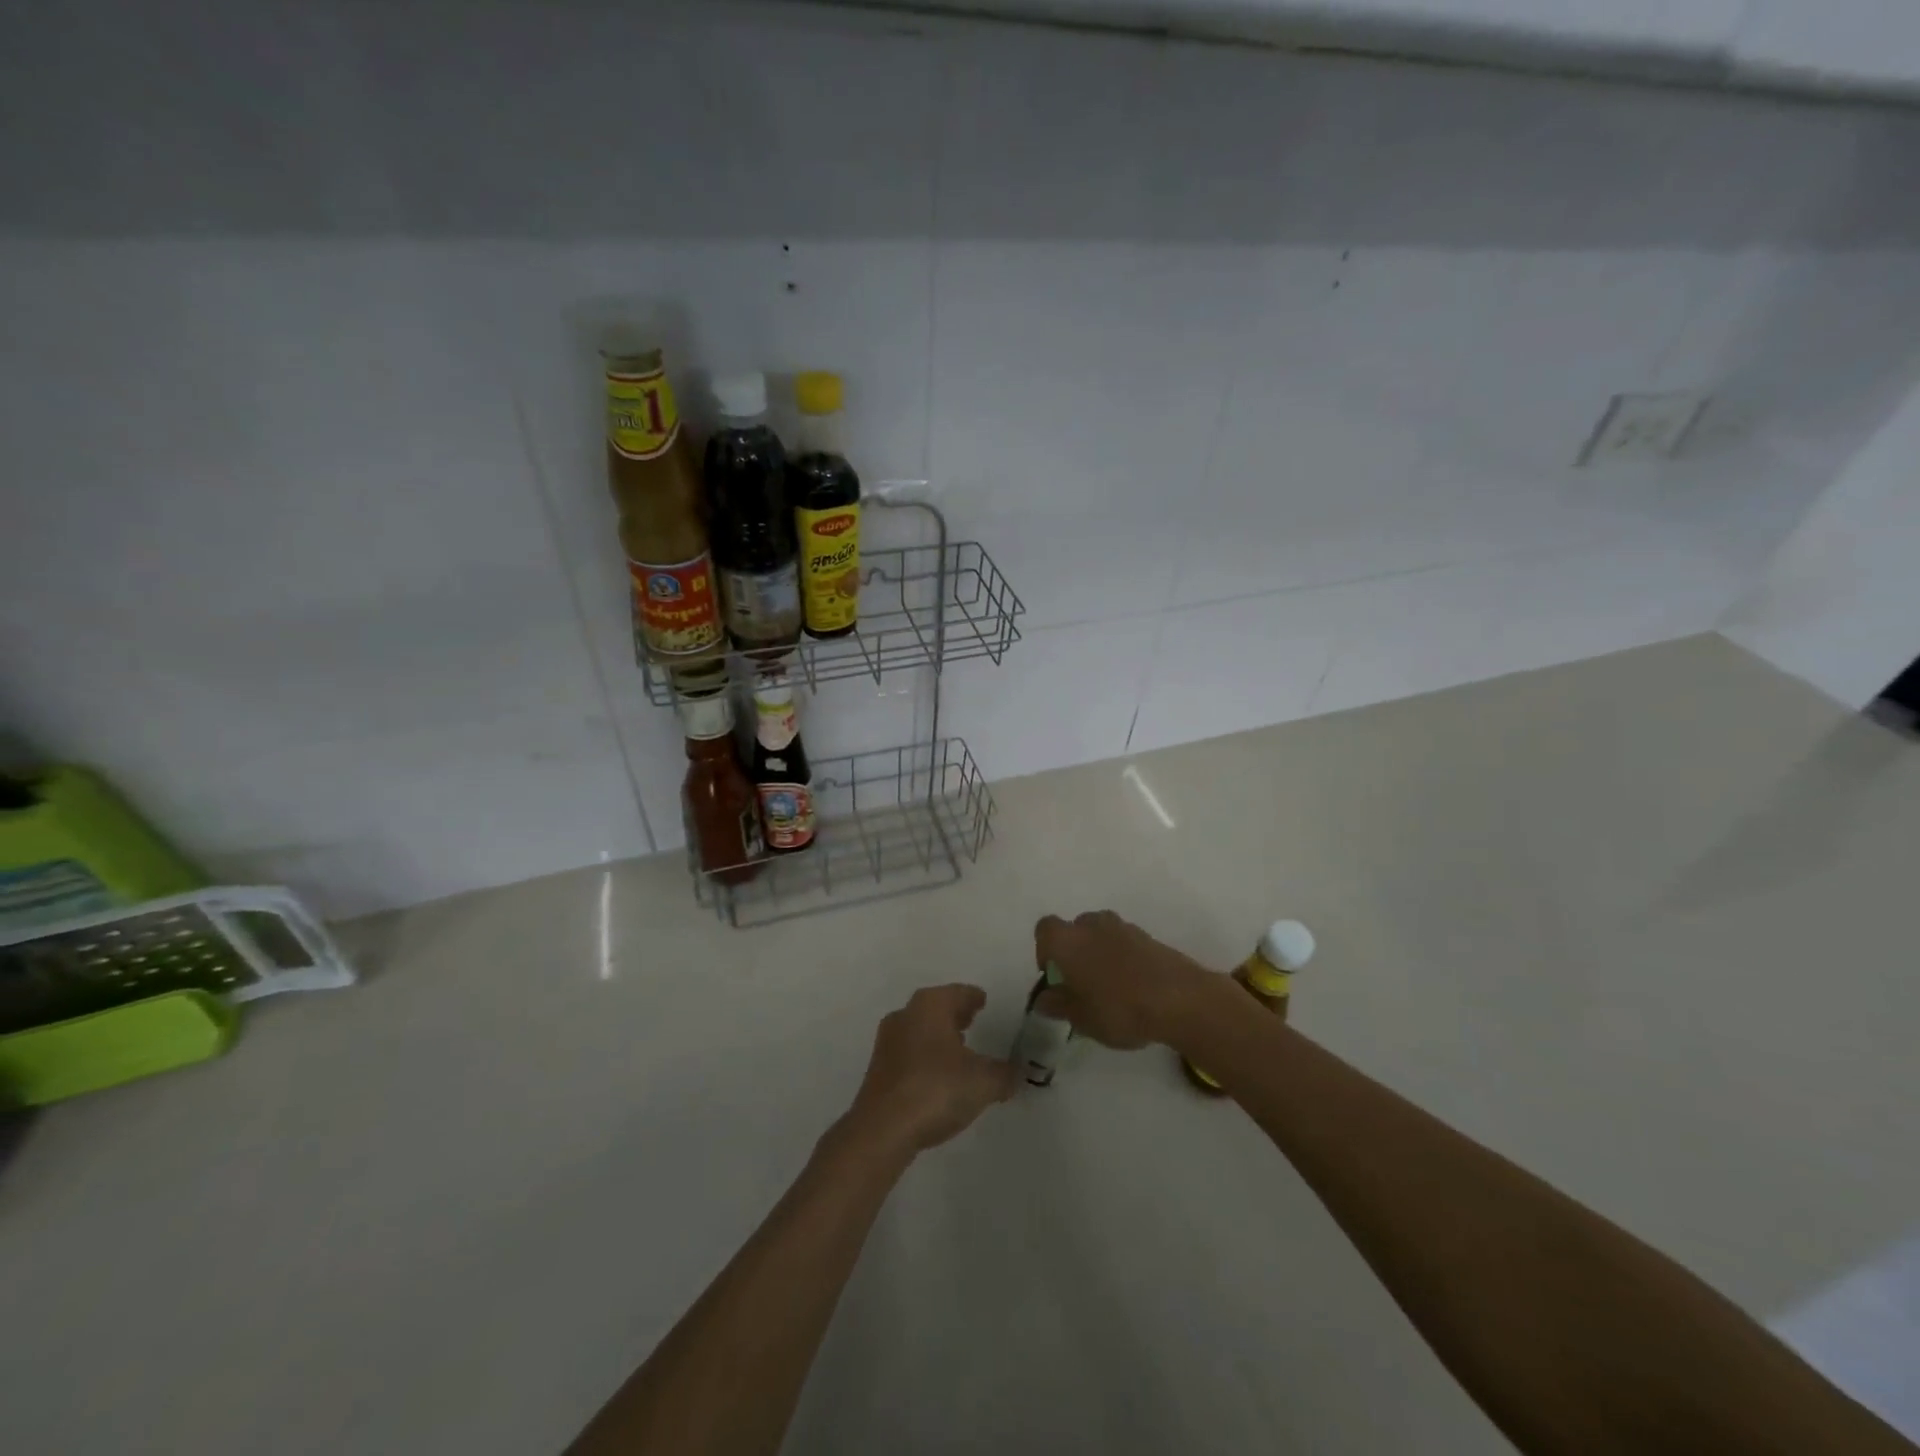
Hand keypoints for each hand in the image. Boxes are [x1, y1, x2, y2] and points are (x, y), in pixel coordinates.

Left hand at [841, 984, 1019, 1158]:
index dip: (973, 997)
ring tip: (960, 1048)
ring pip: (920, 1028)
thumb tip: (1019, 1071)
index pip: (958, 992)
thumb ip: (1005, 1074)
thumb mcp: (984, 1082)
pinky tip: (939, 1074)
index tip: (983, 1001)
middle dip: (955, 1013)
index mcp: (930, 1005)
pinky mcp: (879, 1069)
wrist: (882, 1129)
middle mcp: (906, 1015)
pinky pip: (910, 1051)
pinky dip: (926, 1055)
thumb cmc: (936, 1090)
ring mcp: (888, 1041)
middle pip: (936, 1007)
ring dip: (939, 1035)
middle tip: (974, 1019)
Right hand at [1033, 911, 1215, 1049]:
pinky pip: (1125, 942)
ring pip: (1101, 933)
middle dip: (1075, 951)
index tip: (1054, 974)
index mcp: (1068, 941)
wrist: (1180, 999)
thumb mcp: (1081, 1018)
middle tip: (1082, 982)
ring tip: (1110, 986)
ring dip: (1100, 952)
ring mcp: (1124, 928)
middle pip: (1075, 928)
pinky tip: (1134, 986)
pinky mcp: (1149, 937)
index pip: (1044, 929)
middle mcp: (1092, 925)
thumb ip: (1058, 1005)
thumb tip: (1044, 999)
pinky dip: (1123, 957)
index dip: (1045, 950)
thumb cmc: (1119, 1009)